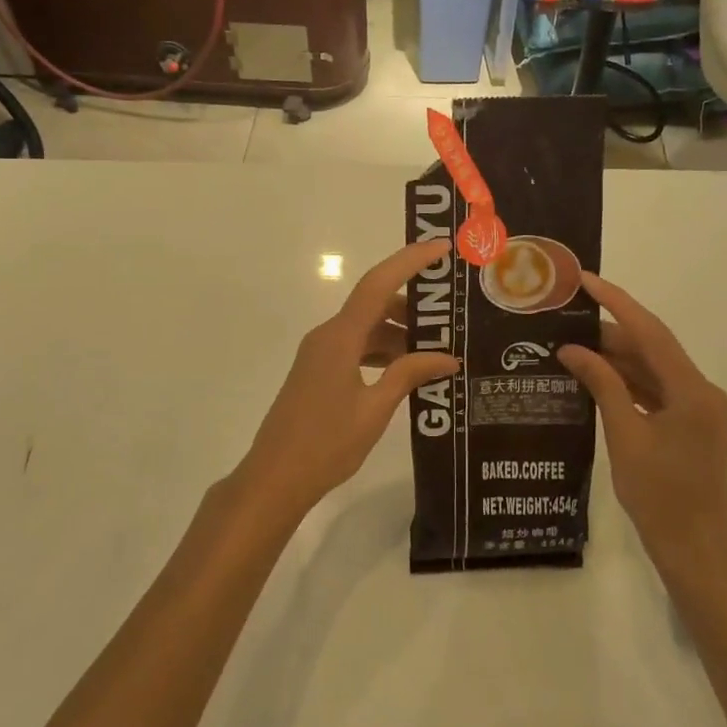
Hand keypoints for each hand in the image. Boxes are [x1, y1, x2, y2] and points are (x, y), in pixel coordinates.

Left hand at [236, 240, 459, 519]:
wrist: (274, 478)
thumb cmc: (325, 444)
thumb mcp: (375, 410)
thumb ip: (409, 375)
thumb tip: (448, 357)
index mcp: (340, 337)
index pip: (378, 284)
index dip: (409, 261)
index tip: (441, 248)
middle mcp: (328, 336)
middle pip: (374, 304)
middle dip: (412, 305)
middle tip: (452, 313)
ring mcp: (320, 354)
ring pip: (366, 328)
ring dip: (399, 332)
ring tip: (438, 347)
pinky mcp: (319, 372)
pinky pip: (356, 348)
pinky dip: (382, 351)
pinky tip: (408, 370)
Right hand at [557, 273, 726, 580]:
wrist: (694, 548)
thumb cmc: (659, 495)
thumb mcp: (625, 435)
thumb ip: (602, 385)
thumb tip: (572, 349)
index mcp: (692, 390)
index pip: (650, 332)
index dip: (617, 302)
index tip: (585, 280)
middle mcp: (700, 391)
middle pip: (651, 348)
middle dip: (609, 331)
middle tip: (565, 317)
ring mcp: (696, 408)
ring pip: (651, 369)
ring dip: (615, 357)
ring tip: (570, 342)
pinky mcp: (688, 423)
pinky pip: (654, 390)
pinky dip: (625, 381)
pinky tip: (593, 375)